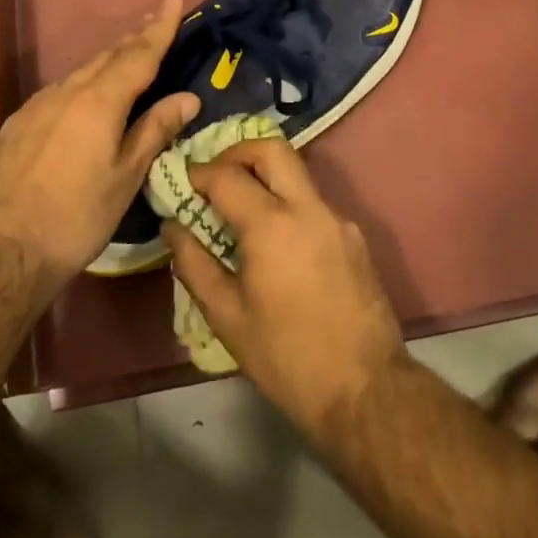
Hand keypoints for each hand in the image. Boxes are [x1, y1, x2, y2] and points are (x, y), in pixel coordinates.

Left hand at [0, 0, 199, 289]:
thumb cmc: (76, 216)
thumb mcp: (125, 177)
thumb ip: (154, 130)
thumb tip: (187, 97)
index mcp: (99, 101)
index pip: (138, 54)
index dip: (159, 28)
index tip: (173, 0)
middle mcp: (66, 92)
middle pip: (107, 57)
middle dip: (134, 38)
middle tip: (156, 22)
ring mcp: (36, 106)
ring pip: (80, 73)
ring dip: (108, 61)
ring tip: (127, 58)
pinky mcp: (17, 124)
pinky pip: (59, 92)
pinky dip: (82, 85)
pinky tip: (85, 99)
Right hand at [163, 140, 405, 433]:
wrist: (364, 387)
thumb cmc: (285, 356)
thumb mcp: (227, 316)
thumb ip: (194, 264)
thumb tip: (173, 227)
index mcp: (272, 225)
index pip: (227, 176)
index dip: (198, 172)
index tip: (182, 180)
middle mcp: (309, 208)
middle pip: (272, 150)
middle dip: (237, 152)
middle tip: (214, 177)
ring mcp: (338, 219)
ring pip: (297, 174)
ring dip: (265, 177)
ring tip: (240, 211)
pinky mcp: (355, 237)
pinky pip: (314, 204)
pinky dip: (288, 204)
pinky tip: (275, 242)